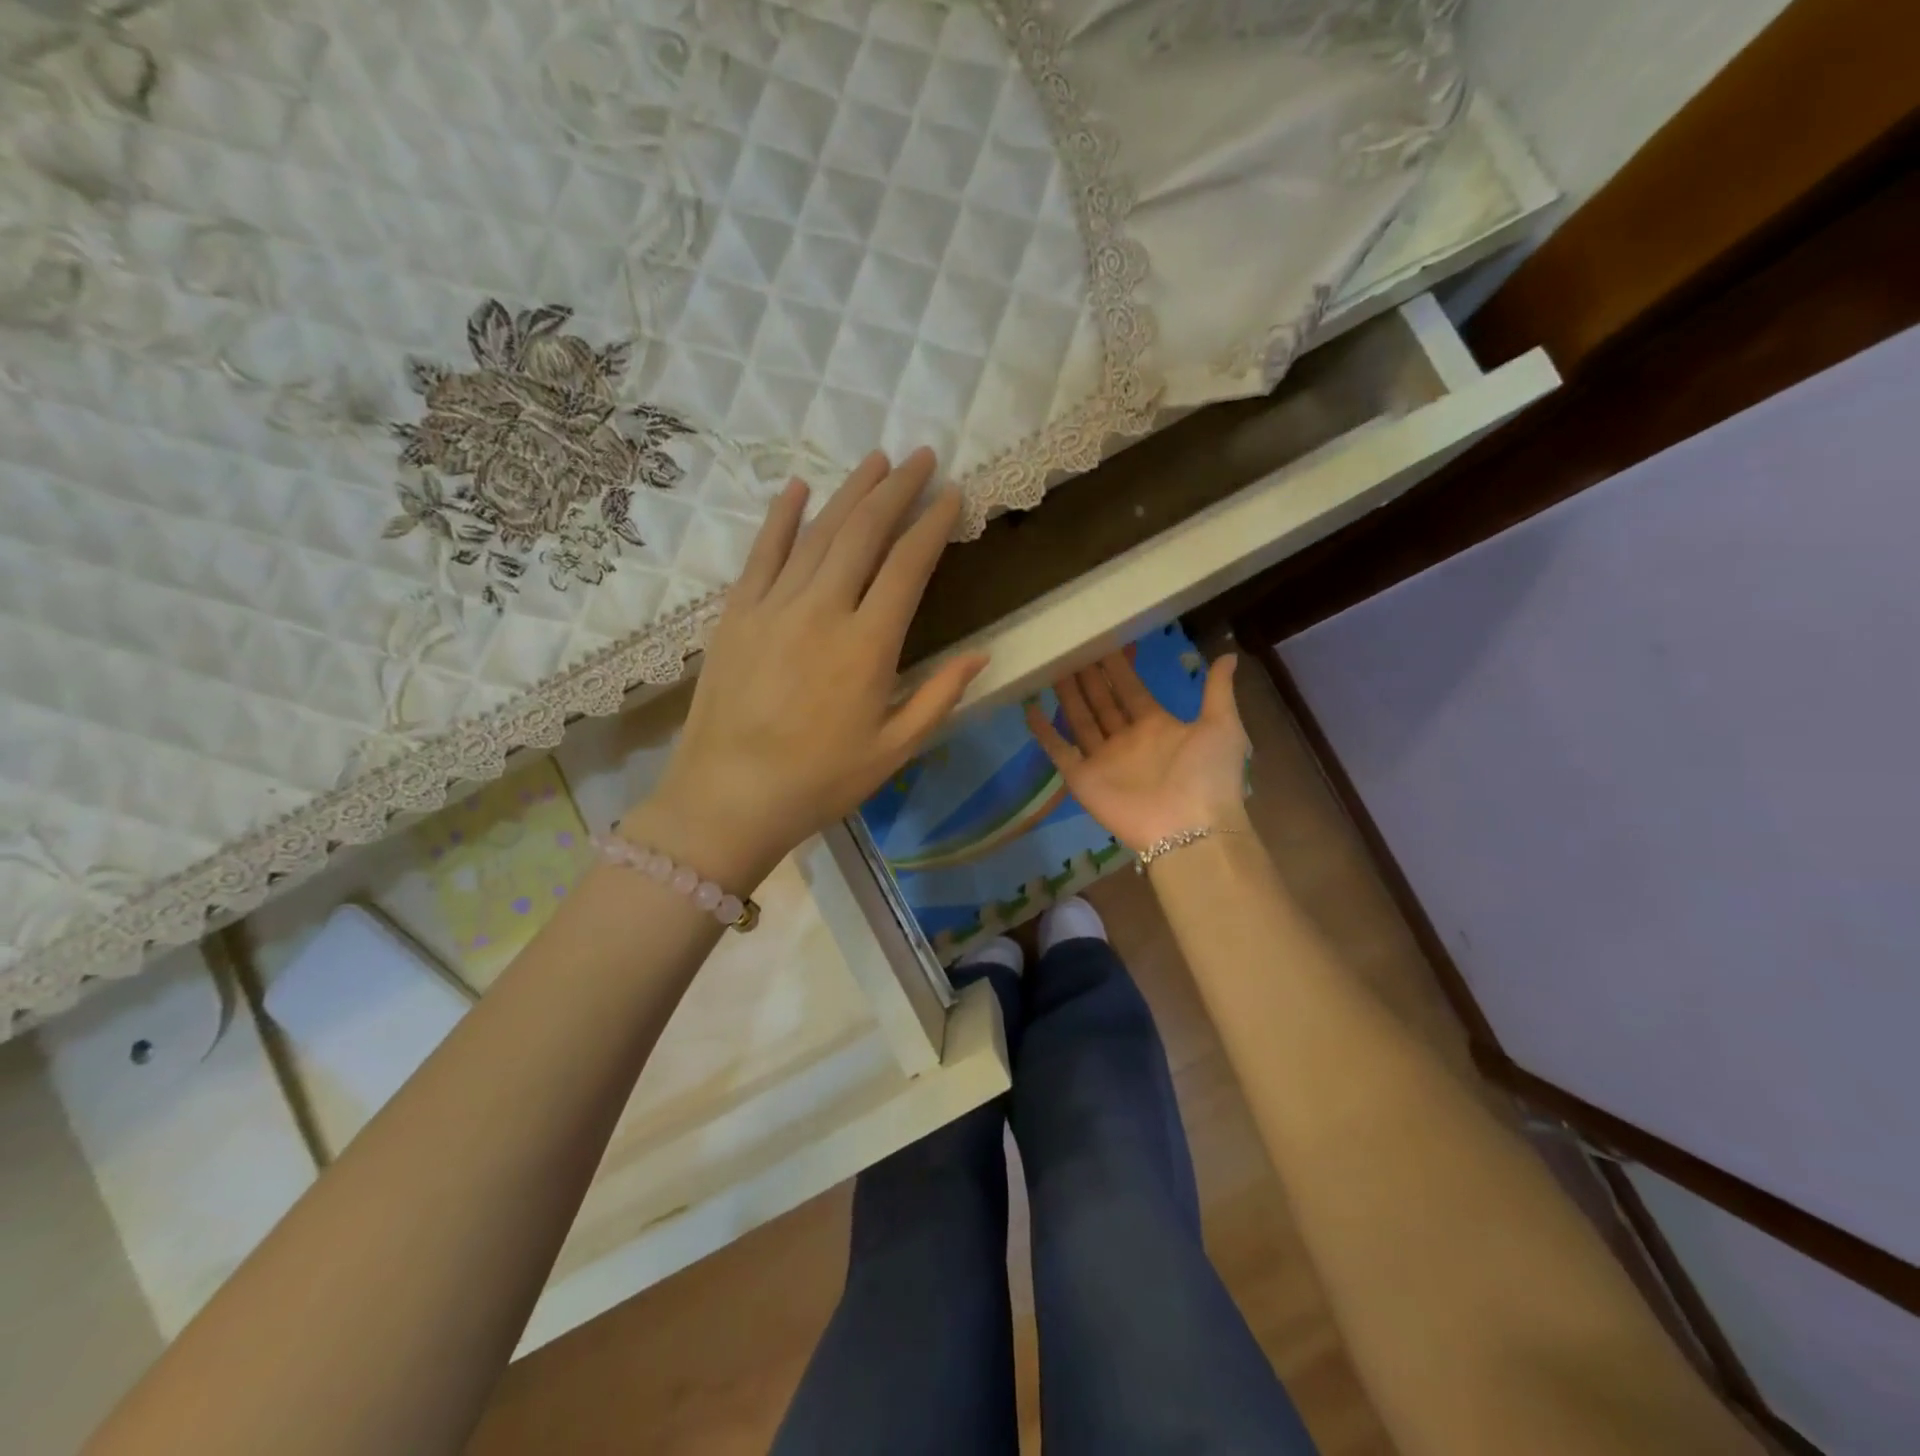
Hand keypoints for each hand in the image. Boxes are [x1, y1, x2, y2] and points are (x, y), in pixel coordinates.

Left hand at [630, 448, 987, 885]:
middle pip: (864, 532)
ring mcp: (773, 606)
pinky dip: (782, 518)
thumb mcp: (894, 750)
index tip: (952, 494)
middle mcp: (822, 610)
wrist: (728, 797)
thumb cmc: (820, 781)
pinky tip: (799, 489)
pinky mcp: (736, 614)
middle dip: (897, 489)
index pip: (908, 565)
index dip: (933, 524)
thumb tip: (981, 654)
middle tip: (922, 456)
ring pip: (818, 533)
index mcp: (868, 645)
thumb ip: (940, 697)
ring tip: (877, 460)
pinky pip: (762, 553)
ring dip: (850, 492)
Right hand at [1026, 651, 1250, 852]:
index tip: (1103, 642)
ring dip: (1067, 696)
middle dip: (1088, 677)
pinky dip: (1044, 733)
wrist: (1191, 828)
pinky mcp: (1083, 779)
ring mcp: (1103, 760)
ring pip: (1080, 720)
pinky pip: (1059, 751)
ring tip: (1051, 668)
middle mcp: (1127, 740)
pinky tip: (1030, 709)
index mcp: (1157, 726)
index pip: (1131, 690)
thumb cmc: (1207, 775)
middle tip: (1071, 648)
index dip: (1117, 668)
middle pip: (1102, 702)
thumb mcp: (1222, 725)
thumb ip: (1217, 691)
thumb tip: (1228, 655)